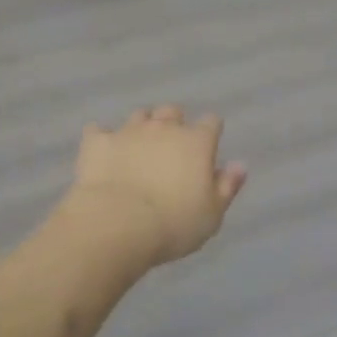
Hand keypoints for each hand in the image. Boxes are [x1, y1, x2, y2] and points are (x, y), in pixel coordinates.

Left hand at [58, 106, 246, 270]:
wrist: (116, 224)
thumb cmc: (173, 224)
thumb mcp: (212, 215)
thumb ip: (227, 187)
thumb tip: (239, 165)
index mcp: (197, 142)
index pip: (212, 123)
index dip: (210, 132)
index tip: (207, 147)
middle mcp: (164, 128)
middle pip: (173, 111)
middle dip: (174, 123)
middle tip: (171, 148)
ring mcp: (129, 131)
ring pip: (140, 115)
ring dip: (142, 127)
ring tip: (139, 147)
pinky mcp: (97, 141)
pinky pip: (99, 130)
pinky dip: (103, 138)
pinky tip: (103, 152)